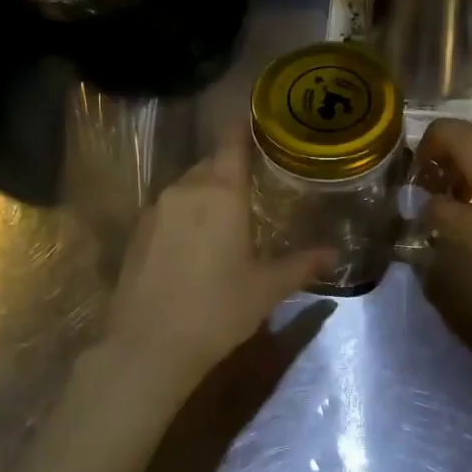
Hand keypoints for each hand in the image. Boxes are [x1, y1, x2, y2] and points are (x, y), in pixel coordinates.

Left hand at [102, 127, 332, 392]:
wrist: (147, 347)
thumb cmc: (217, 310)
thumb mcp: (267, 289)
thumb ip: (302, 265)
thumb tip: (335, 254)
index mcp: (220, 191)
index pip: (232, 140)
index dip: (246, 127)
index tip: (262, 123)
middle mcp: (184, 189)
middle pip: (211, 163)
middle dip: (233, 168)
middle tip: (259, 183)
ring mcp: (155, 210)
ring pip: (188, 187)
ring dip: (208, 193)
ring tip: (231, 216)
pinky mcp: (136, 232)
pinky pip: (169, 209)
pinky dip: (186, 214)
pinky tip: (197, 243)